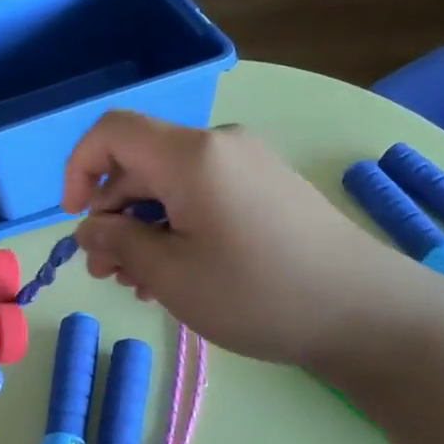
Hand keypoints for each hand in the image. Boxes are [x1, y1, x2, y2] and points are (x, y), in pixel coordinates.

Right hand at [62, 112, 431, 377]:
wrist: (367, 312)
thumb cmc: (258, 293)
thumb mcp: (171, 276)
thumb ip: (118, 244)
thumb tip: (89, 228)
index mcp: (191, 154)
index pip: (112, 131)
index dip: (79, 168)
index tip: (76, 220)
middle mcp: (218, 145)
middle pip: (141, 162)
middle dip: (113, 213)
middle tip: (107, 272)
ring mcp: (247, 164)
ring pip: (170, 183)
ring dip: (143, 226)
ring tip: (139, 282)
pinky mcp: (267, 187)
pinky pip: (203, 194)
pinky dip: (177, 225)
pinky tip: (176, 272)